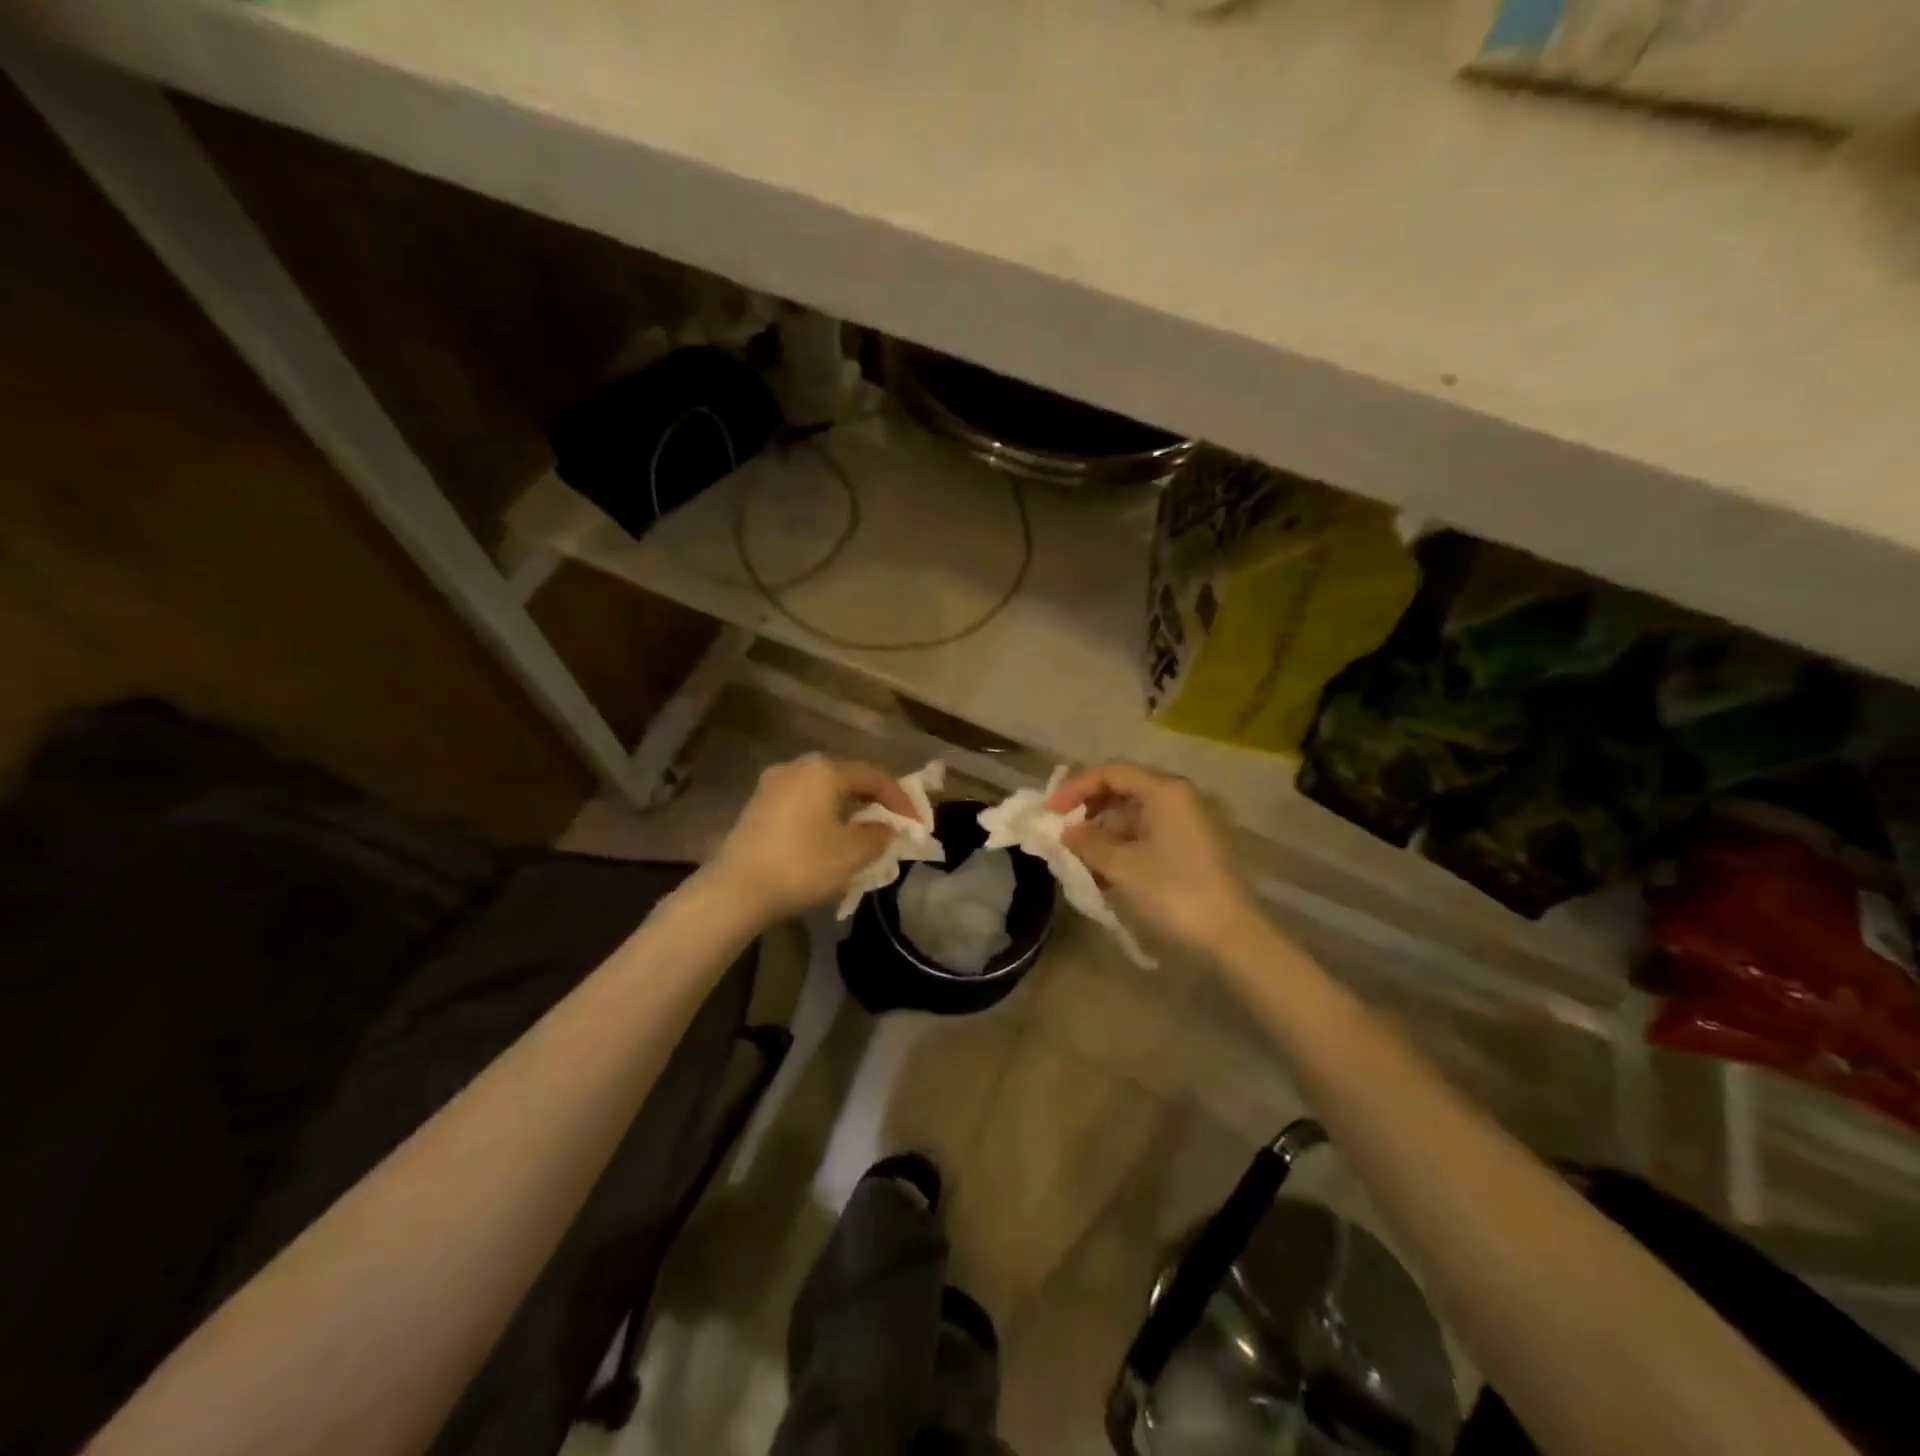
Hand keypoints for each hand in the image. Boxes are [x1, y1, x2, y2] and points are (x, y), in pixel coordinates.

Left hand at [708, 754, 913, 921]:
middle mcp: (797, 767)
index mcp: (824, 770)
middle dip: (874, 803)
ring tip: (863, 836)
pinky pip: (803, 803)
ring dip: (848, 811)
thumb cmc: (802, 865)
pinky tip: (829, 840)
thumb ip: (879, 835)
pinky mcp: (758, 806)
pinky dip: (824, 817)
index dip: (901, 800)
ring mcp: (773, 785)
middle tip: (892, 827)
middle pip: (848, 779)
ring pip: (824, 792)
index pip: (875, 776)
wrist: (735, 890)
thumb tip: (886, 828)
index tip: (917, 826)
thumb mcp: (853, 853)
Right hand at [1049, 762, 1264, 957]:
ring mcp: (1191, 820)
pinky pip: (1152, 832)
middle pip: (1125, 789)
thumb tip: (1067, 832)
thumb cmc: (1174, 890)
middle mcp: (1181, 797)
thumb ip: (1089, 843)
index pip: (1112, 773)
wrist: (1232, 933)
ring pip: (1137, 813)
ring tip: (1080, 855)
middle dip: (1090, 808)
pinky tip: (1106, 868)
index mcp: (1166, 791)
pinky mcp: (1196, 845)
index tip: (1051, 811)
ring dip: (1106, 830)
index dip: (1076, 788)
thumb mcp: (1122, 866)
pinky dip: (1126, 844)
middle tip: (1063, 829)